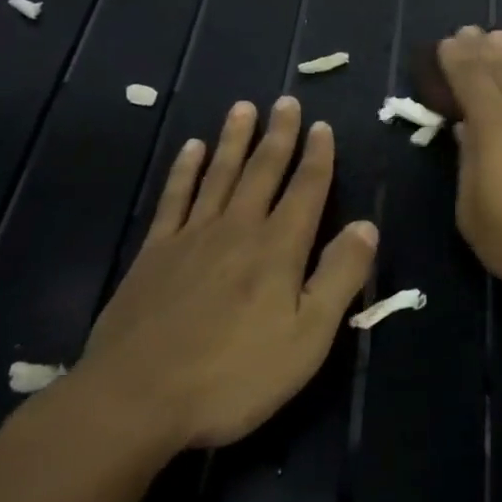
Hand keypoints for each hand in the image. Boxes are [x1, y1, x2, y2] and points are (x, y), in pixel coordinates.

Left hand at [68, 97, 376, 454]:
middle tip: (286, 101)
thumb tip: (366, 225)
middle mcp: (237, 229)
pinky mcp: (154, 253)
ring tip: (244, 108)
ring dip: (234, 140)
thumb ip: (340, 277)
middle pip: (263, 171)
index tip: (322, 126)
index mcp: (278, 248)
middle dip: (279, 135)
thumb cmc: (233, 375)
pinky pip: (175, 198)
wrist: (135, 400)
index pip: (306, 189)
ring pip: (220, 174)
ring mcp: (191, 237)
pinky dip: (185, 170)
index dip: (318, 157)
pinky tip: (191, 150)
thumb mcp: (307, 338)